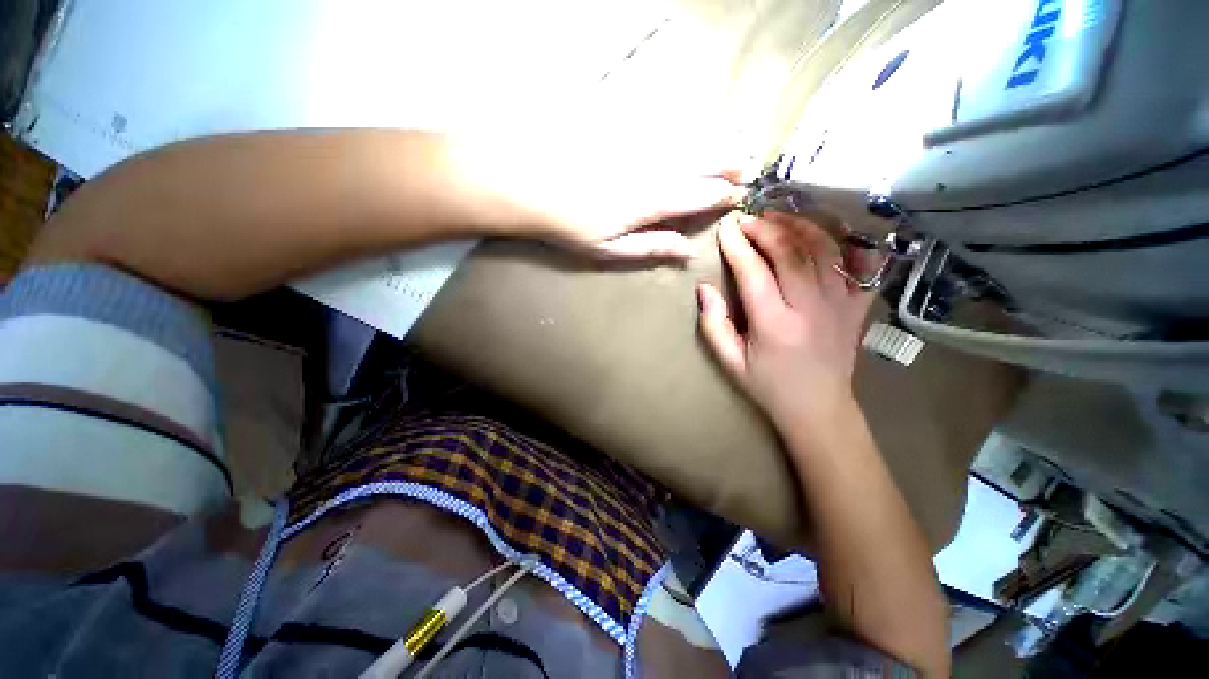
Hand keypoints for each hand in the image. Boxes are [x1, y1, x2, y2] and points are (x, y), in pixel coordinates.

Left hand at [447, 128, 745, 259]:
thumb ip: (651, 247)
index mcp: (650, 202)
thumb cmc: (570, 225)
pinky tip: (692, 130)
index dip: (719, 195)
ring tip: (732, 145)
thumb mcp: (610, 249)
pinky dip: (683, 128)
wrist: (529, 184)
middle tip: (746, 164)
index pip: (696, 196)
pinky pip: (661, 125)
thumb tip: (688, 252)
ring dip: (712, 143)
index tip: (738, 194)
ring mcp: (636, 145)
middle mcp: (651, 168)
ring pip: (684, 141)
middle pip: (697, 162)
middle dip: (725, 163)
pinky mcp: (621, 129)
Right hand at [697, 213, 874, 428]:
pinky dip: (845, 241)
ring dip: (800, 226)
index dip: (737, 246)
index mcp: (774, 325)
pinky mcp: (858, 306)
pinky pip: (860, 263)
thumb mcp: (730, 362)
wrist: (819, 407)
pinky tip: (824, 233)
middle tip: (748, 220)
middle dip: (766, 229)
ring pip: (824, 249)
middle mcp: (810, 309)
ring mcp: (841, 304)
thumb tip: (703, 288)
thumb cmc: (768, 385)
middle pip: (791, 252)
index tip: (725, 230)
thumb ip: (713, 324)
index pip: (754, 272)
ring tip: (779, 218)